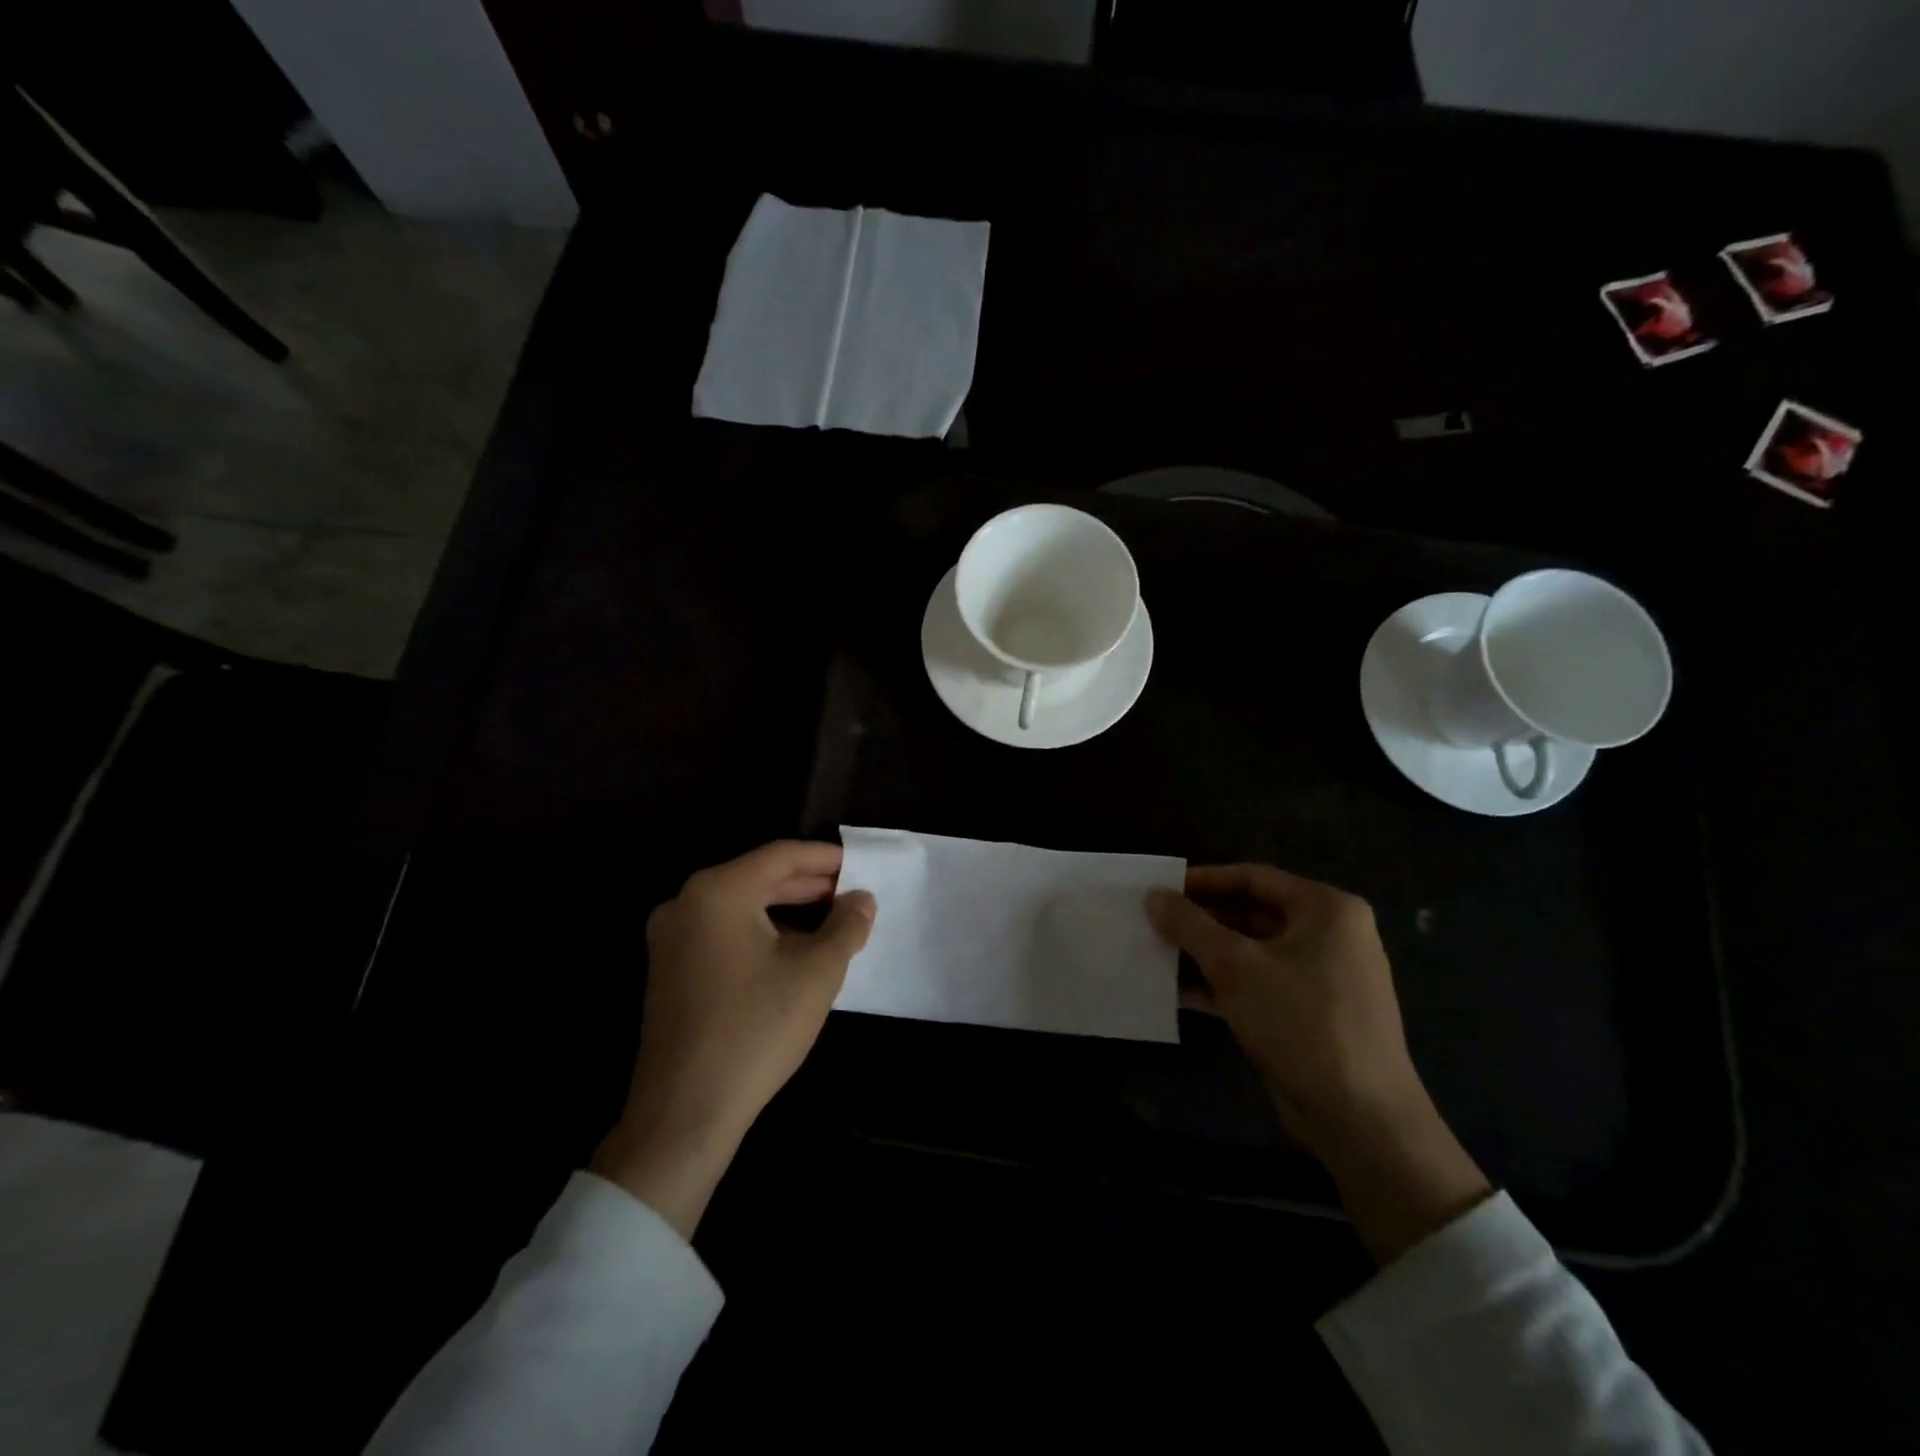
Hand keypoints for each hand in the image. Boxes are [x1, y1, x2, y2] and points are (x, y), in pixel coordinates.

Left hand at [592, 841, 874, 1236]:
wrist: (684, 1113)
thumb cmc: (756, 1029)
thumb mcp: (816, 972)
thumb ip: (846, 926)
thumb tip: (862, 899)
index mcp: (717, 891)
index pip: (781, 855)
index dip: (825, 858)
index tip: (861, 865)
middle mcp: (685, 903)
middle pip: (758, 878)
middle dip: (809, 885)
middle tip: (852, 894)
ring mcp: (671, 939)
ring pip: (741, 907)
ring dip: (787, 911)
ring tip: (831, 922)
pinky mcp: (669, 970)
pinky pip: (724, 933)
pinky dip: (762, 933)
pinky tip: (793, 952)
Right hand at [1148, 865, 1489, 1262]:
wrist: (1360, 1119)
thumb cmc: (1300, 1021)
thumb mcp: (1235, 966)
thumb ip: (1190, 925)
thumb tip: (1153, 896)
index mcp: (1326, 910)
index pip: (1254, 877)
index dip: (1204, 880)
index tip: (1161, 889)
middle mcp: (1330, 936)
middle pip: (1253, 913)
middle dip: (1201, 921)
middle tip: (1154, 923)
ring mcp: (1322, 978)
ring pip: (1252, 953)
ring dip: (1206, 955)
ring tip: (1157, 954)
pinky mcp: (1309, 1015)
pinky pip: (1259, 986)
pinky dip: (1222, 986)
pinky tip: (1179, 994)